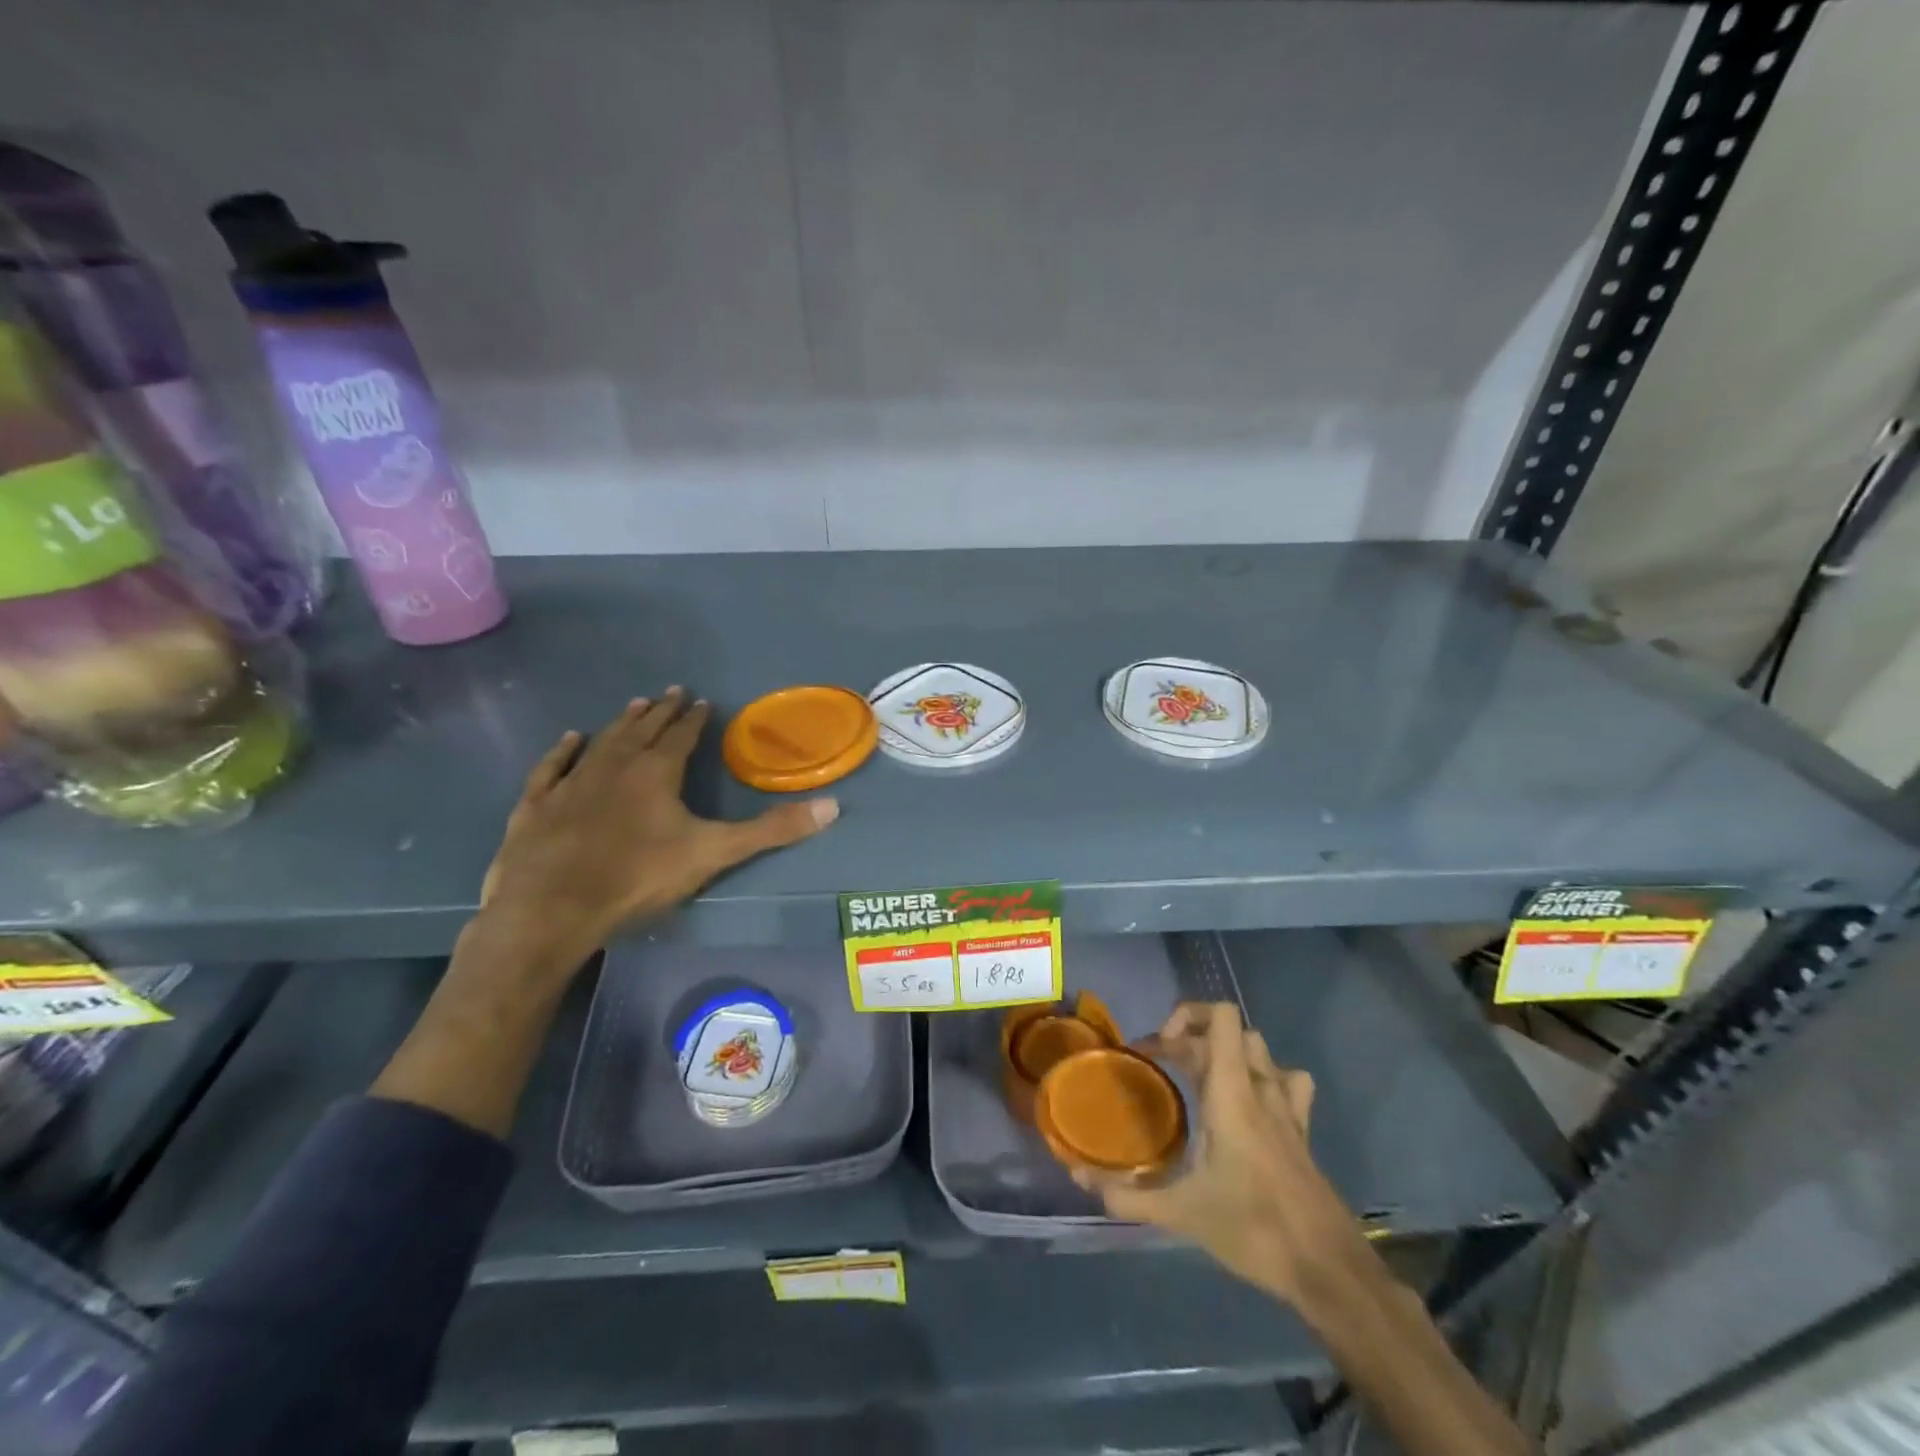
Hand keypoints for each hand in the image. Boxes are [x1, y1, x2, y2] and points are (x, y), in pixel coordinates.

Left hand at [478, 688, 838, 967]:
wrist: (551, 909)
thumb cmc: (637, 877)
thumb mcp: (714, 854)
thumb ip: (771, 830)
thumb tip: (832, 807)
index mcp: (656, 773)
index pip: (681, 736)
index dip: (694, 719)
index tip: (702, 701)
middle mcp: (614, 766)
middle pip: (642, 730)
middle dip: (660, 711)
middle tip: (671, 692)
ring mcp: (572, 783)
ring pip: (602, 742)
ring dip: (621, 723)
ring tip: (635, 704)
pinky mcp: (537, 805)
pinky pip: (552, 767)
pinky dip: (563, 751)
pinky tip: (571, 739)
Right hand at [1074, 1002, 1364, 1305]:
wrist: (1328, 1270)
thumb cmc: (1254, 1229)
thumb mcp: (1182, 1214)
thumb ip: (1128, 1196)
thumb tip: (1079, 1179)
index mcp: (1232, 1093)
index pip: (1222, 1018)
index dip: (1187, 1016)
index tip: (1158, 1048)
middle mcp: (1261, 1088)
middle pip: (1230, 1032)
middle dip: (1192, 1039)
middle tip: (1162, 1067)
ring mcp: (1287, 1108)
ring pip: (1259, 1051)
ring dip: (1227, 1052)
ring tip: (1199, 1078)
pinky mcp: (1301, 1131)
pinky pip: (1288, 1081)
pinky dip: (1266, 1077)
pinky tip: (1249, 1101)